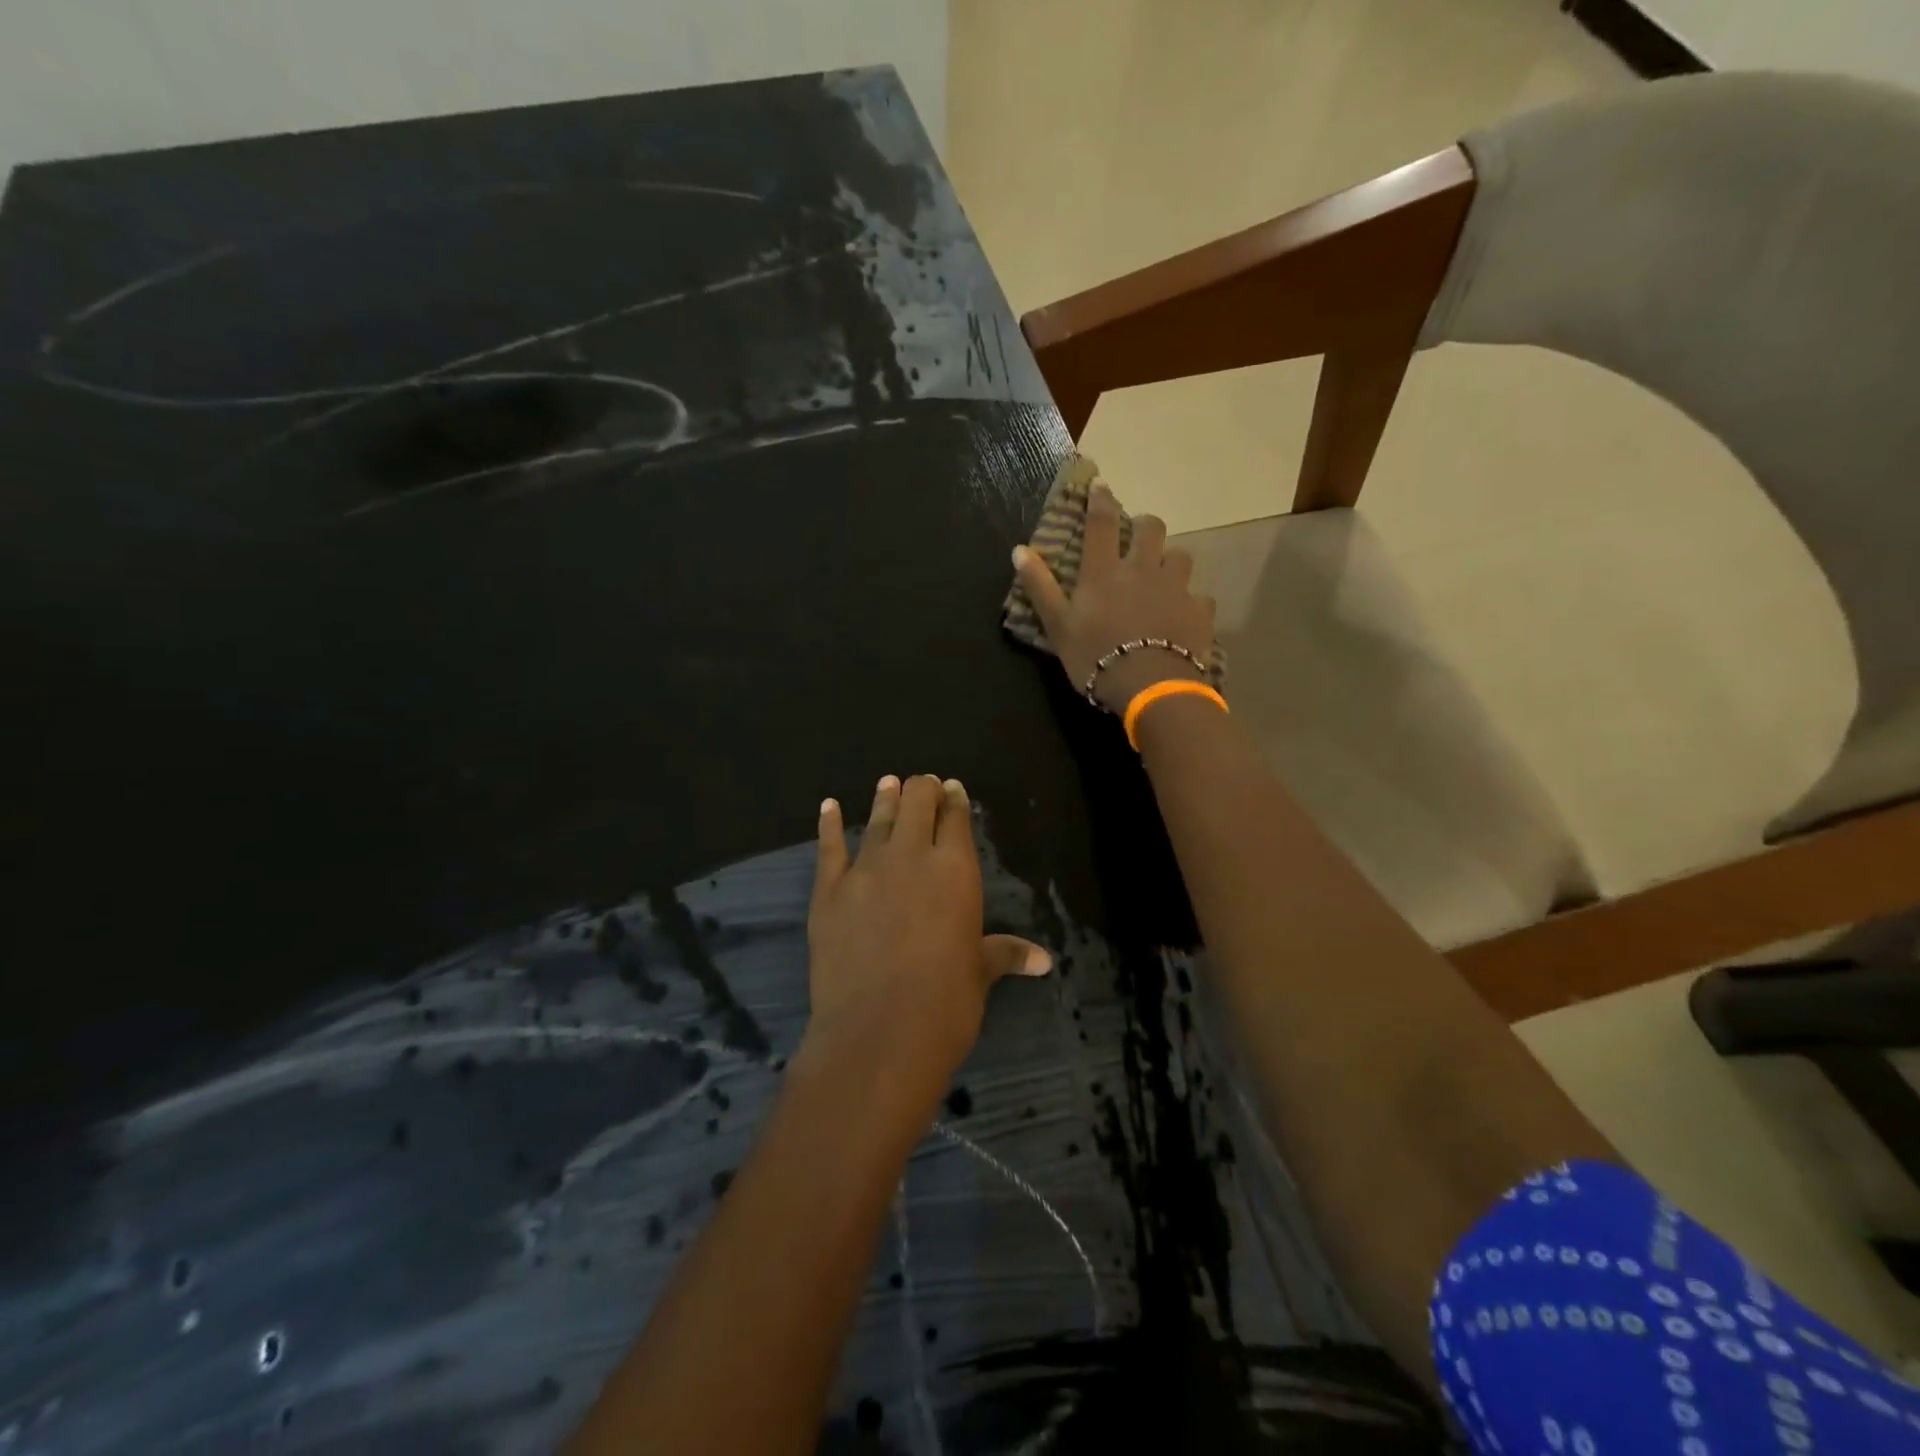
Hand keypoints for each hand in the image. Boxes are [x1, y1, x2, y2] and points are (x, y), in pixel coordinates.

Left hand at [805, 775, 1050, 1081]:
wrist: (877, 1034)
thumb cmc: (944, 1005)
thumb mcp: (979, 974)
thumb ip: (1005, 953)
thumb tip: (1043, 960)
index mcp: (955, 869)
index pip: (956, 819)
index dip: (955, 800)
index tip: (954, 789)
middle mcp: (911, 856)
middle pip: (917, 803)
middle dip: (922, 789)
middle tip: (924, 784)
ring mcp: (866, 870)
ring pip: (878, 819)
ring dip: (886, 798)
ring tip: (889, 781)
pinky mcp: (829, 890)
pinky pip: (829, 847)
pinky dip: (828, 824)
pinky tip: (828, 806)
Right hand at [1013, 482, 1215, 711]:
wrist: (1148, 686)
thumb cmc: (1095, 656)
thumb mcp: (1058, 625)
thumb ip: (1040, 587)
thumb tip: (1019, 550)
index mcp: (1105, 571)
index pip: (1101, 522)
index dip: (1101, 500)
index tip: (1101, 485)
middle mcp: (1143, 569)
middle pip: (1151, 528)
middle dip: (1144, 526)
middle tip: (1138, 538)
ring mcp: (1176, 588)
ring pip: (1180, 556)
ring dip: (1170, 561)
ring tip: (1163, 577)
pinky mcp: (1199, 611)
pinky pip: (1200, 598)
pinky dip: (1191, 603)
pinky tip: (1183, 617)